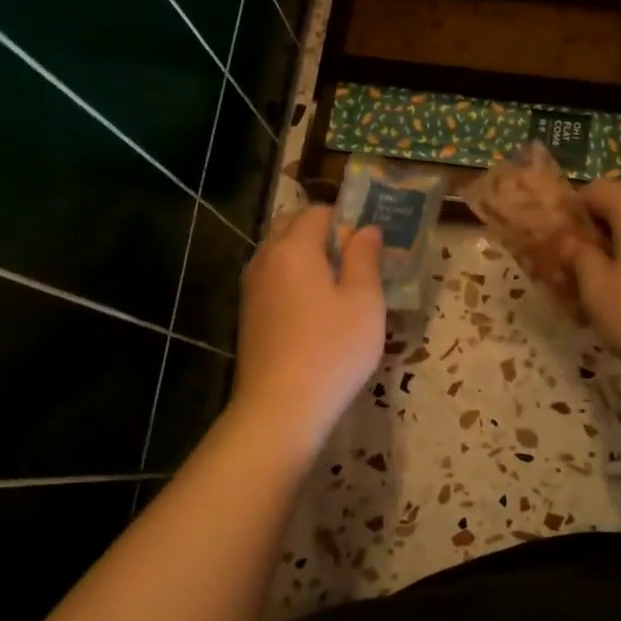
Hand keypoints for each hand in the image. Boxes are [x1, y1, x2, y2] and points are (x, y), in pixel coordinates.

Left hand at [229, 207, 385, 454]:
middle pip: (293, 227)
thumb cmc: (332, 349)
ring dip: (308, 258)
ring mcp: (252, 287)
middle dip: (324, 234)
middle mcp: (266, 258)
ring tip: (340, 287)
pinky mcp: (249, 314)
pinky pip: (275, 279)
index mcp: (294, 247)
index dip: (348, 220)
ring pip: (281, 254)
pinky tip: (317, 311)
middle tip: (357, 263)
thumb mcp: (364, 301)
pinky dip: (295, 281)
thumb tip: (367, 229)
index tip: (371, 246)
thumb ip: (365, 257)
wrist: (280, 408)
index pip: (319, 212)